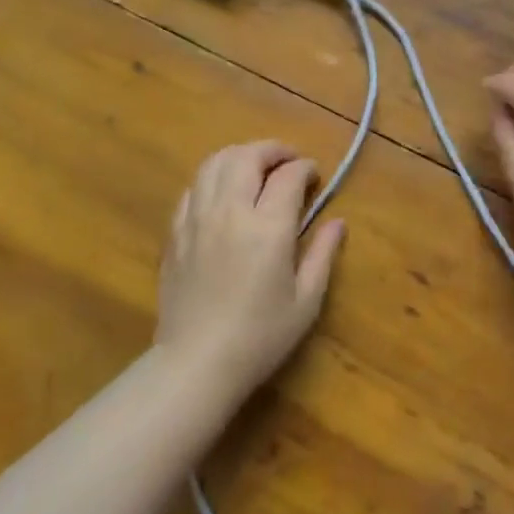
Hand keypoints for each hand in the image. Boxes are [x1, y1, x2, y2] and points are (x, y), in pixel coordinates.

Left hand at [155, 141, 345, 404]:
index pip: (288, 176)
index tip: (314, 176)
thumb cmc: (260, 336)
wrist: (197, 363)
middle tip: (288, 162)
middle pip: (247, 156)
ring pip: (214, 162)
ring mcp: (197, 219)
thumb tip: (337, 222)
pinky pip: (193, 188)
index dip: (305, 168)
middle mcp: (230, 212)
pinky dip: (212, 178)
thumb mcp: (306, 300)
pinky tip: (223, 193)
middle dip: (272, 150)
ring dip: (239, 156)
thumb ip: (323, 254)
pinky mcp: (176, 232)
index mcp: (267, 227)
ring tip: (256, 168)